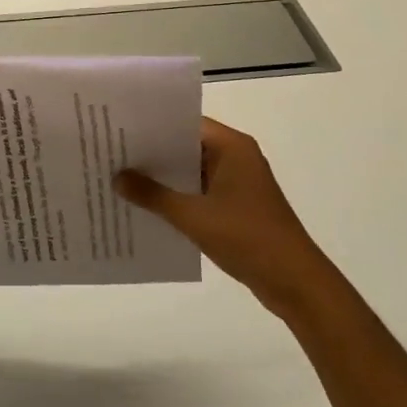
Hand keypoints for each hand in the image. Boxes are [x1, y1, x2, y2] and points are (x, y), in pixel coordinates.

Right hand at [116, 118, 327, 314]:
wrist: (295, 283)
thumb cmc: (247, 238)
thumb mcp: (194, 216)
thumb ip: (153, 195)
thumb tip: (117, 177)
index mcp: (232, 147)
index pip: (185, 123)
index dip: (152, 125)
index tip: (119, 128)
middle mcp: (236, 157)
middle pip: (187, 146)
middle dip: (152, 152)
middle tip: (111, 152)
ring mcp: (238, 183)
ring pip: (191, 171)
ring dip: (163, 178)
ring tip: (121, 178)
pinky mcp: (237, 206)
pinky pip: (199, 192)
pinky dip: (177, 197)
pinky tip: (147, 207)